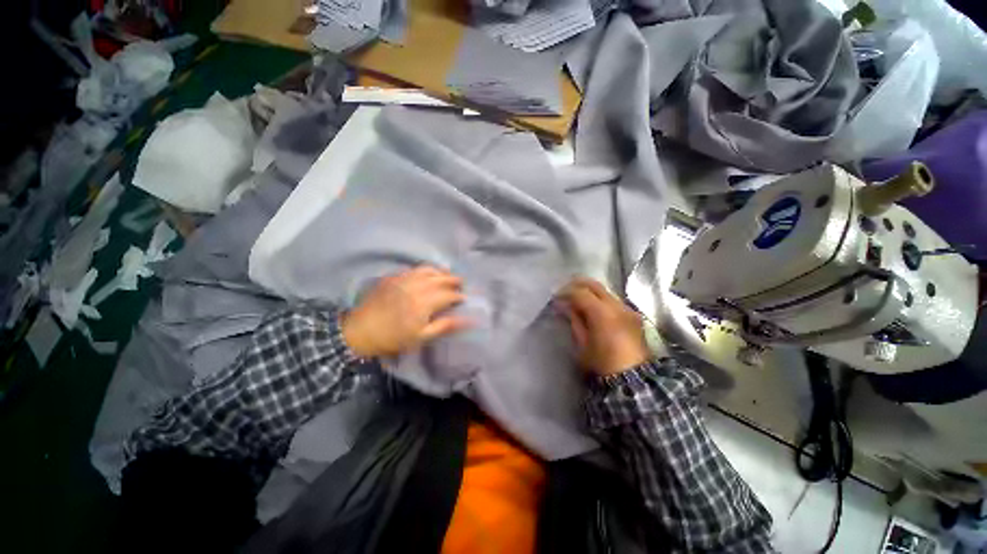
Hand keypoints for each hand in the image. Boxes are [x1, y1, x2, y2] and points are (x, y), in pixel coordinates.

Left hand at [342, 266, 470, 357]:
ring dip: (441, 272)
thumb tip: (467, 320)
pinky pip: (414, 269)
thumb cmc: (393, 337)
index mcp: (425, 302)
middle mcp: (417, 286)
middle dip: (454, 280)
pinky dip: (425, 270)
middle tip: (461, 283)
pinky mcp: (393, 277)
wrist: (360, 331)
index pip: (449, 295)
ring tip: (447, 275)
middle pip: (441, 278)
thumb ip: (445, 325)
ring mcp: (404, 279)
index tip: (464, 299)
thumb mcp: (421, 337)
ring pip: (428, 270)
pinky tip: (427, 274)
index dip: (459, 296)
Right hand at [556, 277, 649, 376]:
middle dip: (577, 284)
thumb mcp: (582, 343)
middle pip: (595, 285)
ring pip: (605, 291)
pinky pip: (614, 300)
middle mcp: (617, 306)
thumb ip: (574, 320)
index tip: (556, 296)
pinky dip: (601, 300)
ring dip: (590, 291)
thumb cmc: (601, 364)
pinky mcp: (634, 315)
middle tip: (565, 290)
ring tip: (578, 299)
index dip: (566, 292)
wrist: (633, 379)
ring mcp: (627, 309)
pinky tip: (594, 308)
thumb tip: (565, 306)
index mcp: (602, 313)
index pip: (580, 293)